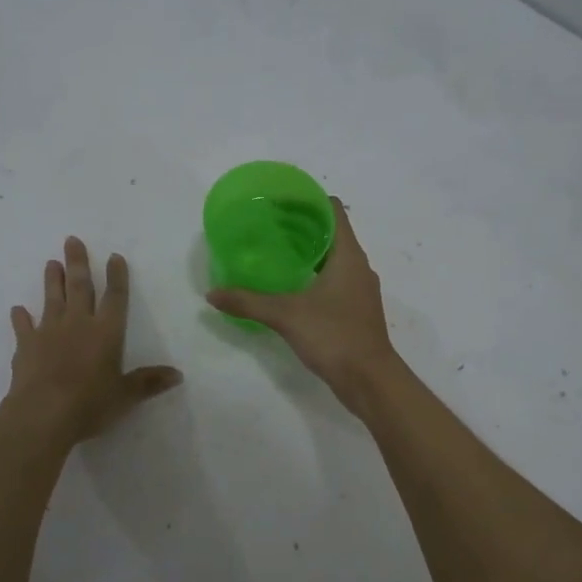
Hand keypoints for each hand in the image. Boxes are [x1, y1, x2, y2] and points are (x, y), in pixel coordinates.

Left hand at [7, 237, 182, 446]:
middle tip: (72, 240)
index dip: (117, 277)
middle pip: (79, 287)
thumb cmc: (90, 403)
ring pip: (52, 299)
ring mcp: (49, 332)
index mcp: (106, 332)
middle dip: (78, 263)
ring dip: (51, 280)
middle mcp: (78, 324)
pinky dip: (20, 318)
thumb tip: (178, 374)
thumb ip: (149, 382)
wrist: (43, 414)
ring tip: (51, 262)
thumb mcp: (126, 395)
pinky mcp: (26, 346)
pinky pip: (23, 327)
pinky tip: (17, 309)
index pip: (115, 298)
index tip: (114, 256)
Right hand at [205, 198, 400, 413]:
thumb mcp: (286, 315)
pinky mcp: (356, 310)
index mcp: (348, 256)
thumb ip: (248, 302)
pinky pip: (334, 280)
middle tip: (268, 225)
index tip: (279, 201)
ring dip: (308, 252)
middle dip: (302, 226)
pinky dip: (314, 275)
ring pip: (334, 258)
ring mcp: (359, 290)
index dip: (308, 200)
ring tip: (275, 252)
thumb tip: (212, 294)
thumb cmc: (334, 336)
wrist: (370, 381)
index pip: (333, 210)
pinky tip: (290, 286)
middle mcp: (358, 267)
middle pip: (332, 233)